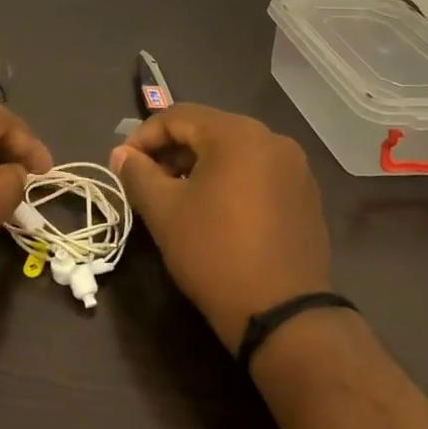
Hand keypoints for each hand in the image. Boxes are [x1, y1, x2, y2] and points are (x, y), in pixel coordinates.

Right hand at [111, 104, 331, 351]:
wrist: (281, 313)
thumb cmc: (214, 253)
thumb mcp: (164, 212)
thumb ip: (138, 174)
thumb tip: (122, 154)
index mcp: (237, 134)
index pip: (178, 116)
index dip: (143, 136)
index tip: (122, 163)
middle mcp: (271, 139)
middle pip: (208, 130)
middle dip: (171, 151)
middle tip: (146, 180)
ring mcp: (294, 167)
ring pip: (234, 152)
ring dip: (200, 166)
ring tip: (176, 196)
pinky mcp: (305, 195)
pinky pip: (258, 173)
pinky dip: (230, 181)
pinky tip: (215, 211)